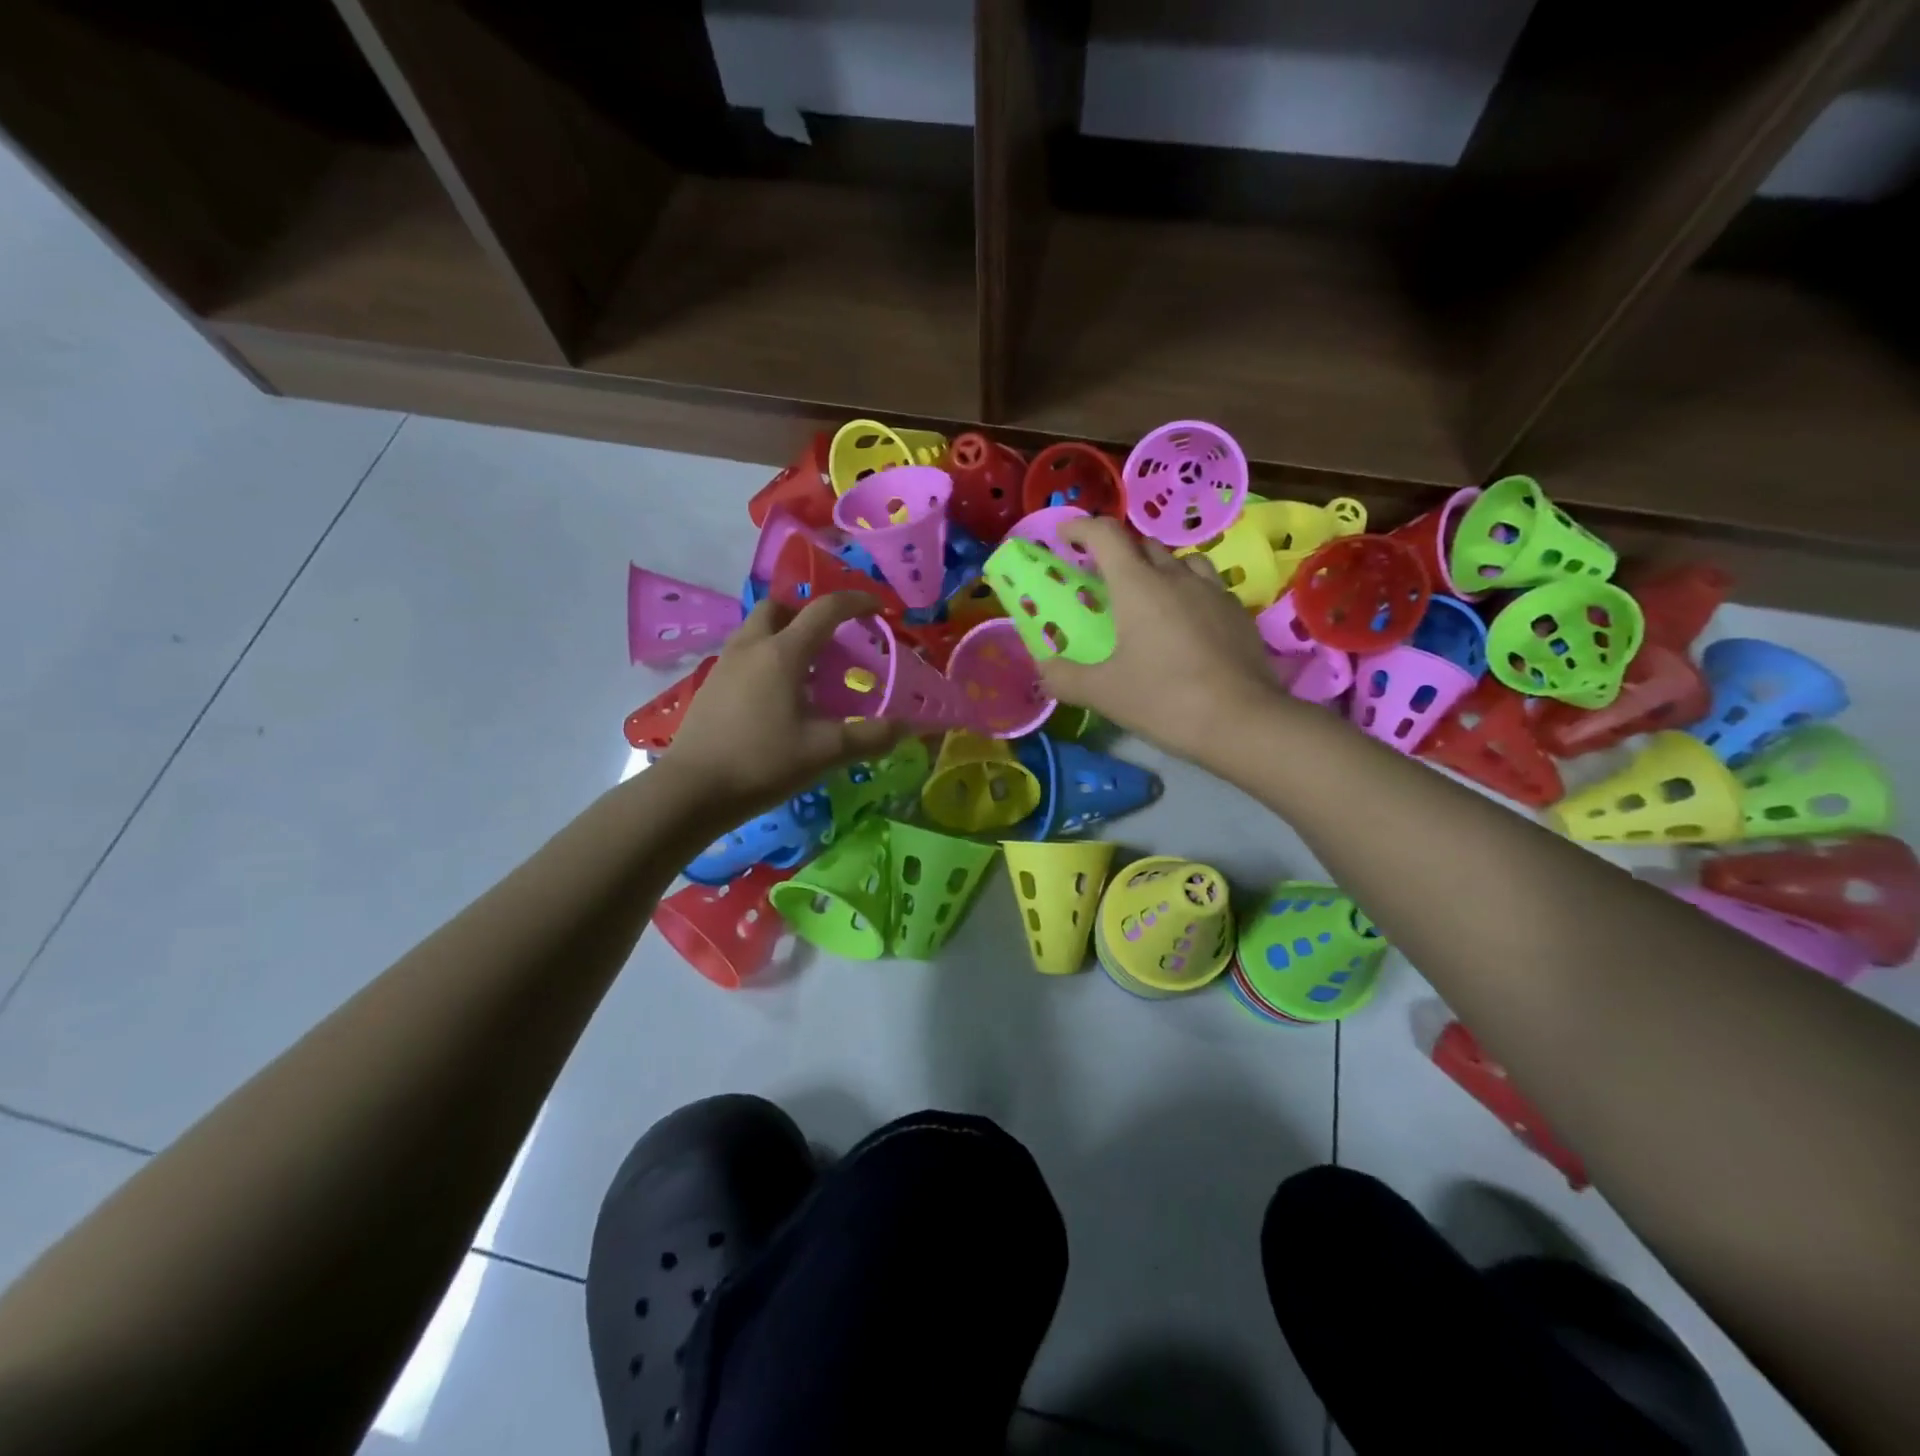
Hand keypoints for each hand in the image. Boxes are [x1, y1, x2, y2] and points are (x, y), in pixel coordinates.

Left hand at [657, 594, 904, 820]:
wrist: (692, 790)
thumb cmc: (762, 762)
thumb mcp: (825, 752)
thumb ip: (870, 736)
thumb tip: (908, 727)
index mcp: (782, 653)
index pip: (824, 610)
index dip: (855, 603)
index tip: (878, 608)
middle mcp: (751, 647)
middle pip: (780, 607)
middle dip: (808, 611)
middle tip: (831, 637)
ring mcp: (725, 664)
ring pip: (757, 629)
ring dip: (785, 633)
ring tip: (807, 668)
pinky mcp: (710, 686)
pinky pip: (744, 653)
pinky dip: (766, 657)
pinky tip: (777, 694)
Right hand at [1038, 518, 1288, 764]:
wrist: (1242, 722)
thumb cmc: (1164, 699)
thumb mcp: (1103, 693)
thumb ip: (1065, 678)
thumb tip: (1044, 669)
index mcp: (1138, 586)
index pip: (1106, 535)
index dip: (1081, 527)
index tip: (1065, 534)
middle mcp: (1177, 577)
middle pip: (1144, 545)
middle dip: (1118, 552)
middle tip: (1102, 578)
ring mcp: (1214, 592)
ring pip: (1182, 561)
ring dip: (1159, 568)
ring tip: (1149, 596)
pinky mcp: (1239, 614)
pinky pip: (1208, 587)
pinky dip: (1189, 592)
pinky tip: (1186, 624)